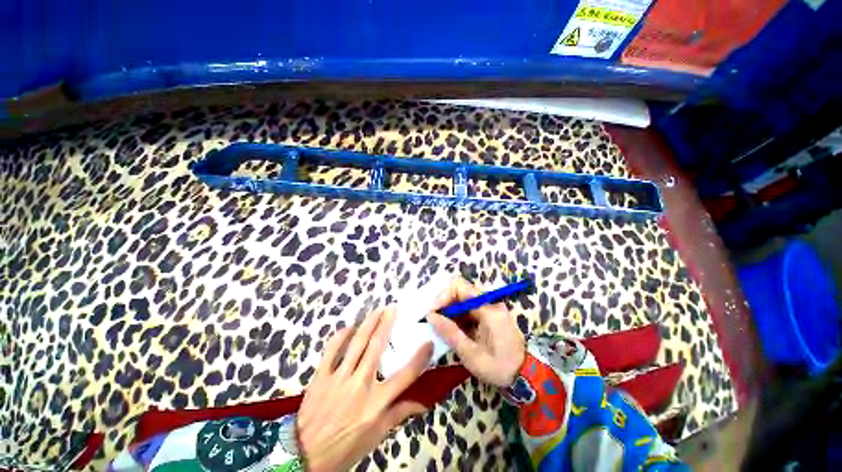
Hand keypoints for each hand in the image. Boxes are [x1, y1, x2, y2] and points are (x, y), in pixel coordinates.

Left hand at [297, 306, 432, 471]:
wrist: (305, 456)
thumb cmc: (346, 446)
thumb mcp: (376, 435)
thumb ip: (399, 414)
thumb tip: (423, 403)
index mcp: (377, 402)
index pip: (405, 376)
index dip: (419, 358)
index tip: (428, 342)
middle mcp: (360, 384)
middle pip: (377, 347)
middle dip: (386, 324)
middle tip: (392, 308)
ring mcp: (339, 378)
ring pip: (357, 343)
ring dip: (368, 323)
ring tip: (376, 309)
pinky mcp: (321, 376)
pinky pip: (331, 350)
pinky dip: (340, 336)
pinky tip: (349, 326)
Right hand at [427, 277, 525, 387]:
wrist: (527, 375)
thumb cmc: (500, 368)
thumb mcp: (472, 355)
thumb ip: (451, 333)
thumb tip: (430, 316)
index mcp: (487, 309)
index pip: (459, 287)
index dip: (443, 296)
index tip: (433, 313)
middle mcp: (489, 302)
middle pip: (459, 291)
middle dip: (444, 304)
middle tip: (434, 322)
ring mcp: (489, 307)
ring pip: (461, 300)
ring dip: (449, 311)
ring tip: (441, 328)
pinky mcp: (487, 314)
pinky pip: (467, 308)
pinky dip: (456, 317)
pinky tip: (452, 330)